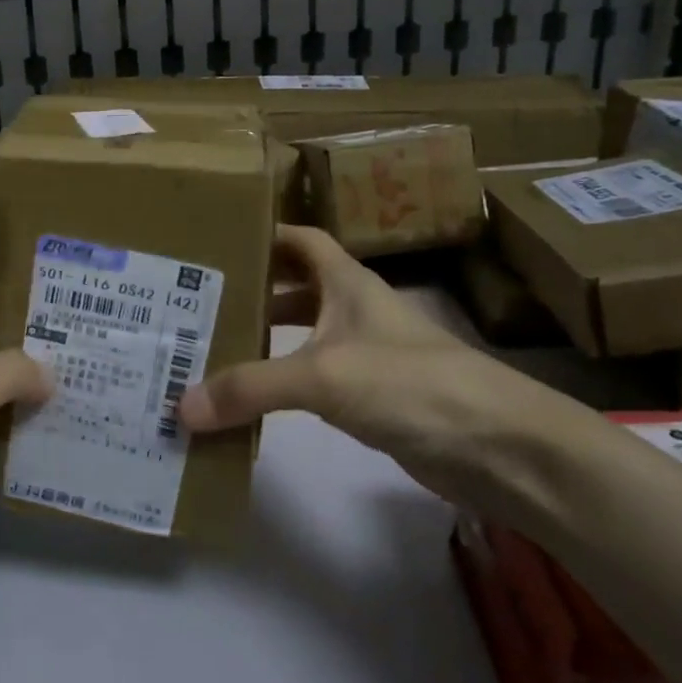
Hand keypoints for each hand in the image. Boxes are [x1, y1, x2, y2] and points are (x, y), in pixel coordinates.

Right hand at [176, 225, 543, 500]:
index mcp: (346, 281)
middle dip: (252, 289)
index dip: (262, 233)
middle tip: (196, 300)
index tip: (216, 240)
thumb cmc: (411, 384)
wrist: (500, 448)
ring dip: (264, 336)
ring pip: (303, 333)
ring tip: (210, 345)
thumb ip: (251, 387)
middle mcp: (353, 308)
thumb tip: (182, 406)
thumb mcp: (323, 376)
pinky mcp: (371, 396)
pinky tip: (252, 396)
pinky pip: (314, 377)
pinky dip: (283, 380)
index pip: (299, 238)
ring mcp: (365, 353)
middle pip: (294, 286)